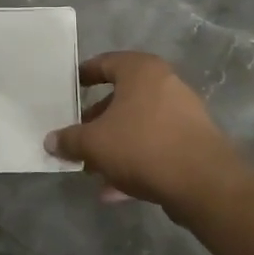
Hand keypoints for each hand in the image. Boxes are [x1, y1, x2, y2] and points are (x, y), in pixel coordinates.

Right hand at [46, 51, 253, 254]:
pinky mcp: (194, 142)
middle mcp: (165, 83)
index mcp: (141, 70)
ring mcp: (184, 113)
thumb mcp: (94, 143)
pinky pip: (155, 147)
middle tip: (77, 137)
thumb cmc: (141, 145)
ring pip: (138, 125)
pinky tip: (114, 191)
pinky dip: (134, 163)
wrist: (203, 183)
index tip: (68, 89)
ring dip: (114, 146)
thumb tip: (50, 141)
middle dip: (97, 121)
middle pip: (122, 98)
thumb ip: (69, 140)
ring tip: (91, 170)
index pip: (105, 63)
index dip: (84, 75)